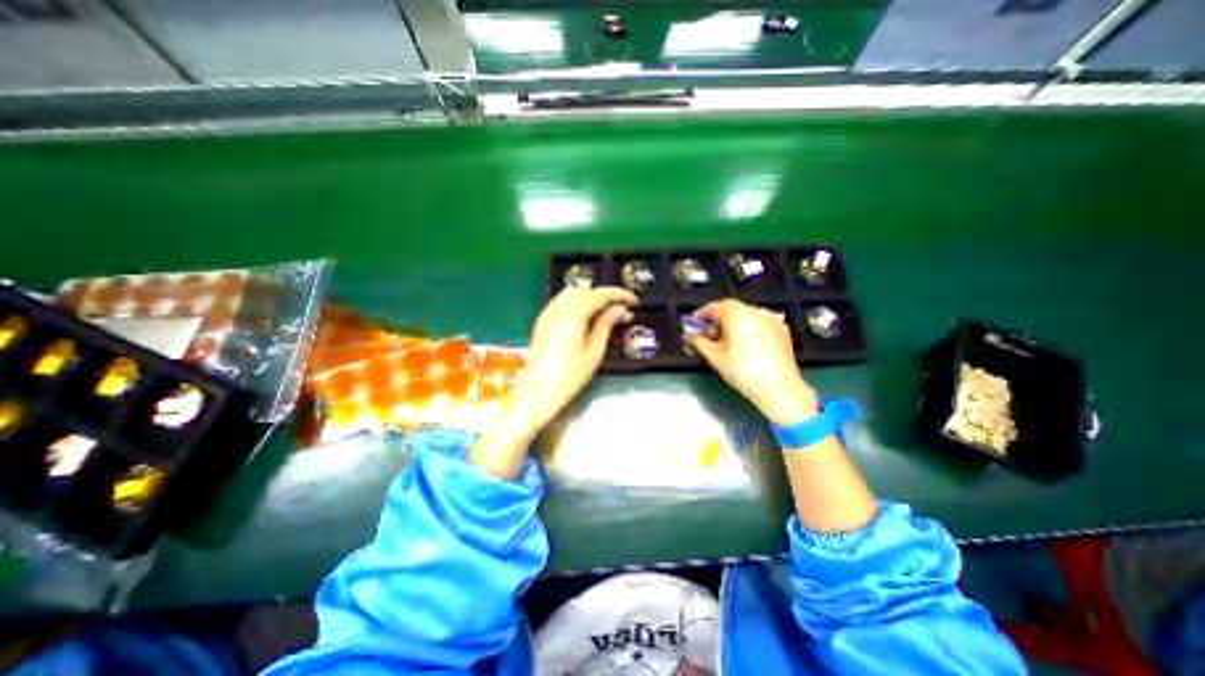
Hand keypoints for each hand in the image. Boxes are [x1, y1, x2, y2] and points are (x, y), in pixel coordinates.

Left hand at [509, 286, 638, 432]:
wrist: (540, 391)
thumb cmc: (570, 376)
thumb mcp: (594, 351)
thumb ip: (606, 325)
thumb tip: (619, 309)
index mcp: (572, 316)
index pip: (599, 295)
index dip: (619, 295)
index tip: (634, 301)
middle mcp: (557, 309)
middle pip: (585, 290)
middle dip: (604, 296)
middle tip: (620, 310)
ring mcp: (547, 314)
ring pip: (572, 293)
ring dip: (590, 297)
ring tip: (604, 313)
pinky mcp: (542, 321)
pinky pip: (561, 302)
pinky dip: (577, 303)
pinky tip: (585, 317)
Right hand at [686, 299, 819, 423]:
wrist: (779, 387)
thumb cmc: (742, 370)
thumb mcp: (714, 356)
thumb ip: (697, 341)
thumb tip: (687, 335)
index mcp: (736, 313)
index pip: (713, 307)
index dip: (700, 316)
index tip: (692, 326)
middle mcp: (754, 310)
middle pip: (729, 310)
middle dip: (716, 321)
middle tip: (706, 337)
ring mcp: (770, 319)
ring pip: (745, 317)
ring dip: (732, 325)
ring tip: (725, 344)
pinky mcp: (781, 329)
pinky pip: (758, 324)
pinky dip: (748, 330)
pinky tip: (745, 347)